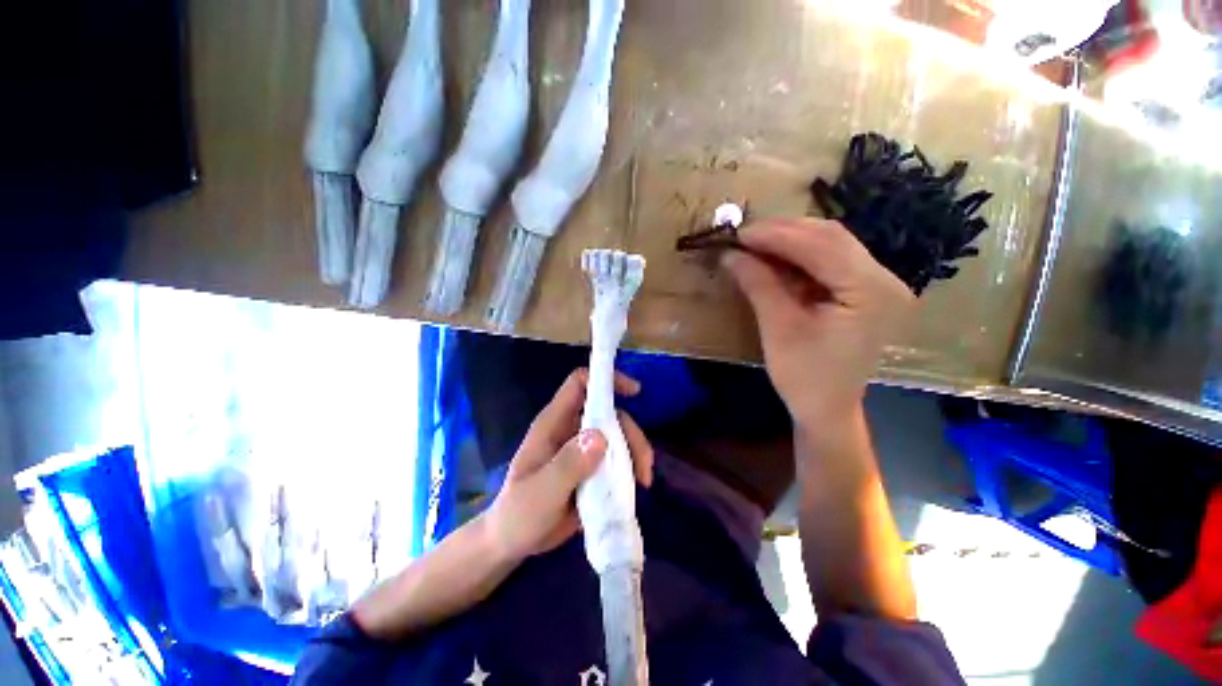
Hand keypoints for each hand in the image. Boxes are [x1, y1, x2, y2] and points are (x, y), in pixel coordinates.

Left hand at [486, 369, 653, 561]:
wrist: (512, 542)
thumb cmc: (518, 514)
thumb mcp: (540, 493)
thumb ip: (567, 465)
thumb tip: (600, 437)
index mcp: (554, 423)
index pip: (579, 384)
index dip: (605, 379)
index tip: (634, 391)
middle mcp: (571, 430)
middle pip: (609, 413)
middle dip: (631, 433)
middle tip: (643, 464)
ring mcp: (583, 449)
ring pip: (618, 436)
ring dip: (635, 453)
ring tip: (644, 481)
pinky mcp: (592, 468)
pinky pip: (618, 458)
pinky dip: (631, 468)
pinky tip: (636, 488)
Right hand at [721, 218, 913, 429]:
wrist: (827, 410)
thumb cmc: (804, 377)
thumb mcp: (779, 329)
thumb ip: (759, 285)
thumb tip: (730, 254)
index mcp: (871, 292)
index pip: (822, 246)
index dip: (777, 235)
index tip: (739, 233)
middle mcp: (884, 280)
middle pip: (831, 237)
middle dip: (783, 232)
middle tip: (744, 236)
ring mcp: (878, 284)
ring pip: (831, 244)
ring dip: (790, 241)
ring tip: (754, 244)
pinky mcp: (864, 292)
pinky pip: (830, 261)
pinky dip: (799, 256)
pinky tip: (775, 259)